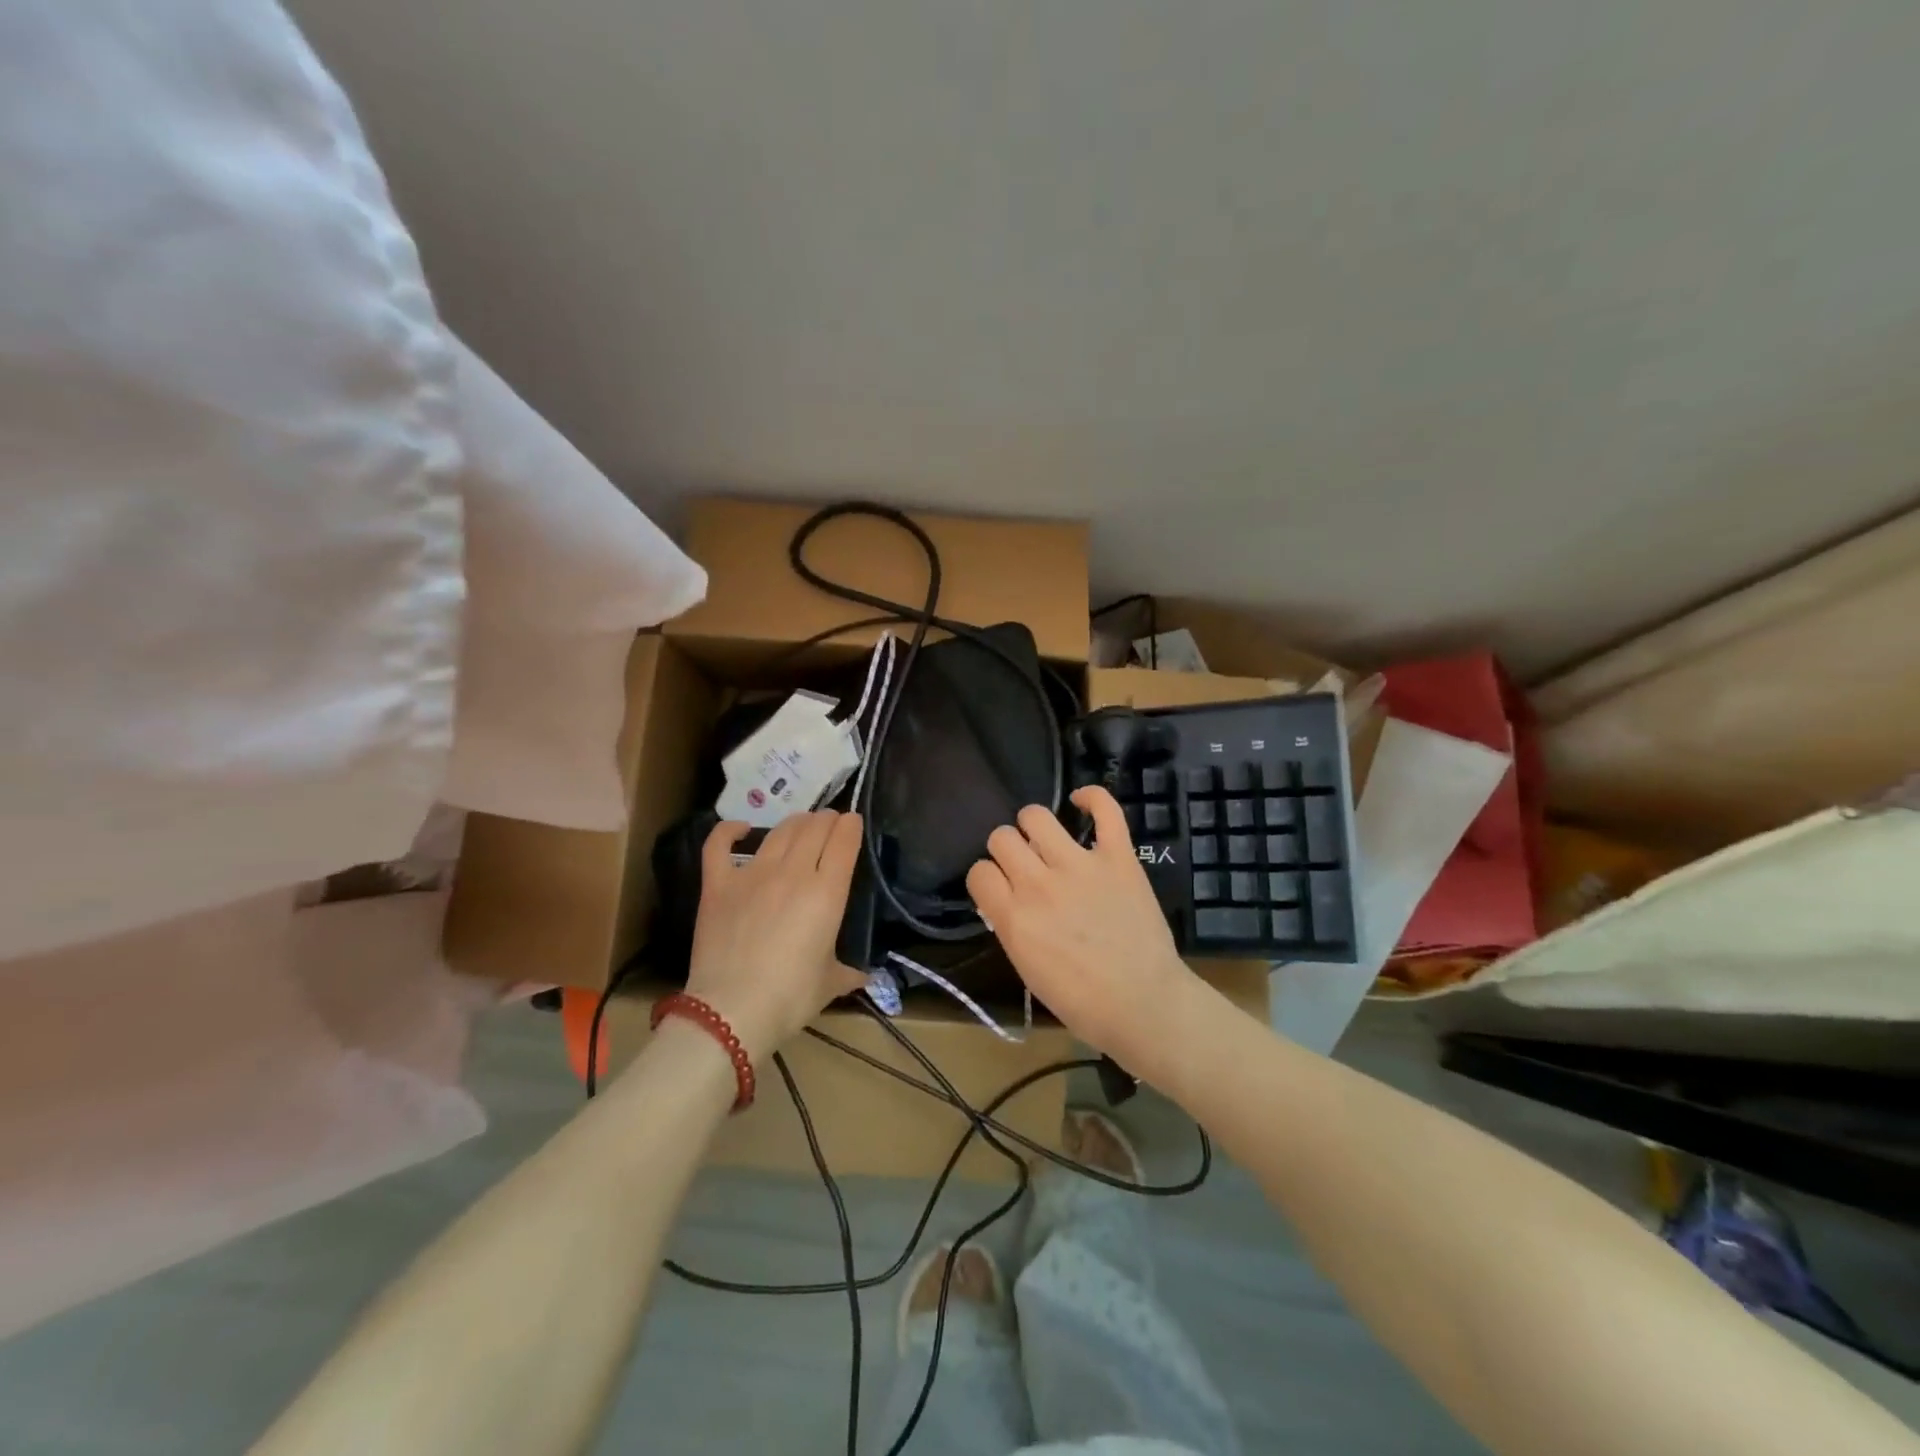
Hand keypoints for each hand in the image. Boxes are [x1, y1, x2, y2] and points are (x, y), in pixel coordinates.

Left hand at [686, 812, 867, 1063]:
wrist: (731, 1011)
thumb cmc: (790, 998)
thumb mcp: (829, 984)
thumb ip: (848, 972)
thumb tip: (864, 977)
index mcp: (827, 892)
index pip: (844, 840)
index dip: (851, 826)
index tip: (853, 823)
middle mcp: (794, 872)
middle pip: (814, 828)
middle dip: (827, 820)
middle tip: (829, 824)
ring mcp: (753, 874)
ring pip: (780, 831)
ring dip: (795, 822)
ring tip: (801, 825)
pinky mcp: (718, 884)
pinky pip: (720, 844)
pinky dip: (730, 830)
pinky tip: (741, 829)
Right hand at [965, 787, 1192, 1064]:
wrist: (1144, 1005)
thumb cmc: (1082, 1003)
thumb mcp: (1028, 970)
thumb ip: (1011, 927)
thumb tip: (1005, 899)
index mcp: (1013, 917)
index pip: (978, 871)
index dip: (986, 878)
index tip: (1000, 888)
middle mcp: (1039, 883)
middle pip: (1001, 837)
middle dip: (1007, 850)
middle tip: (1024, 866)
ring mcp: (1080, 865)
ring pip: (1035, 816)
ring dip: (1033, 826)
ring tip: (1045, 840)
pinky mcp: (1118, 856)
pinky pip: (1104, 809)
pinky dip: (1092, 797)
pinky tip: (1082, 801)